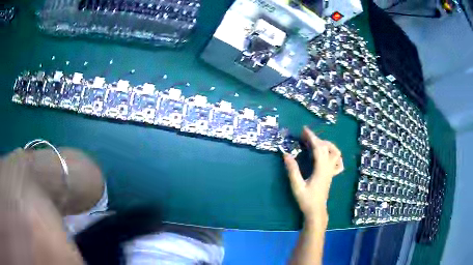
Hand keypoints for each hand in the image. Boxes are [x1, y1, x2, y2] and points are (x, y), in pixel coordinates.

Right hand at [283, 126, 343, 221]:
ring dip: (327, 145)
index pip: (318, 148)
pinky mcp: (331, 175)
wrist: (316, 211)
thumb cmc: (306, 200)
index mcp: (321, 169)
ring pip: (336, 153)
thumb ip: (292, 170)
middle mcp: (328, 168)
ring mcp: (331, 172)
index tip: (304, 130)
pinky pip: (338, 163)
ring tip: (317, 143)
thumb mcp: (297, 186)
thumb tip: (286, 154)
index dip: (312, 137)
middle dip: (316, 139)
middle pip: (326, 148)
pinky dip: (334, 155)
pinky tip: (328, 155)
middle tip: (305, 135)